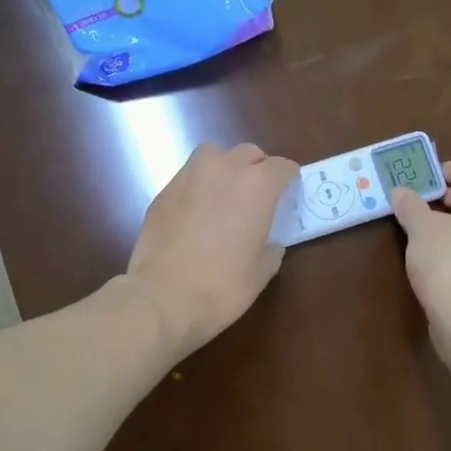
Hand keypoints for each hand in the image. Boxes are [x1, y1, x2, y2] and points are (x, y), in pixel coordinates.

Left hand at [125, 142, 298, 359]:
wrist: (162, 297)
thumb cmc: (221, 287)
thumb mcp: (259, 274)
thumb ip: (270, 250)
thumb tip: (269, 244)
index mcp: (257, 187)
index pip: (282, 167)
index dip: (288, 179)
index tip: (288, 194)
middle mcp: (224, 170)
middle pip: (248, 153)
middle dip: (257, 169)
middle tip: (257, 196)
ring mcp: (189, 176)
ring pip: (213, 154)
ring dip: (224, 167)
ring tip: (224, 194)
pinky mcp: (163, 191)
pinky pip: (188, 176)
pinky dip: (198, 185)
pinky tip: (196, 212)